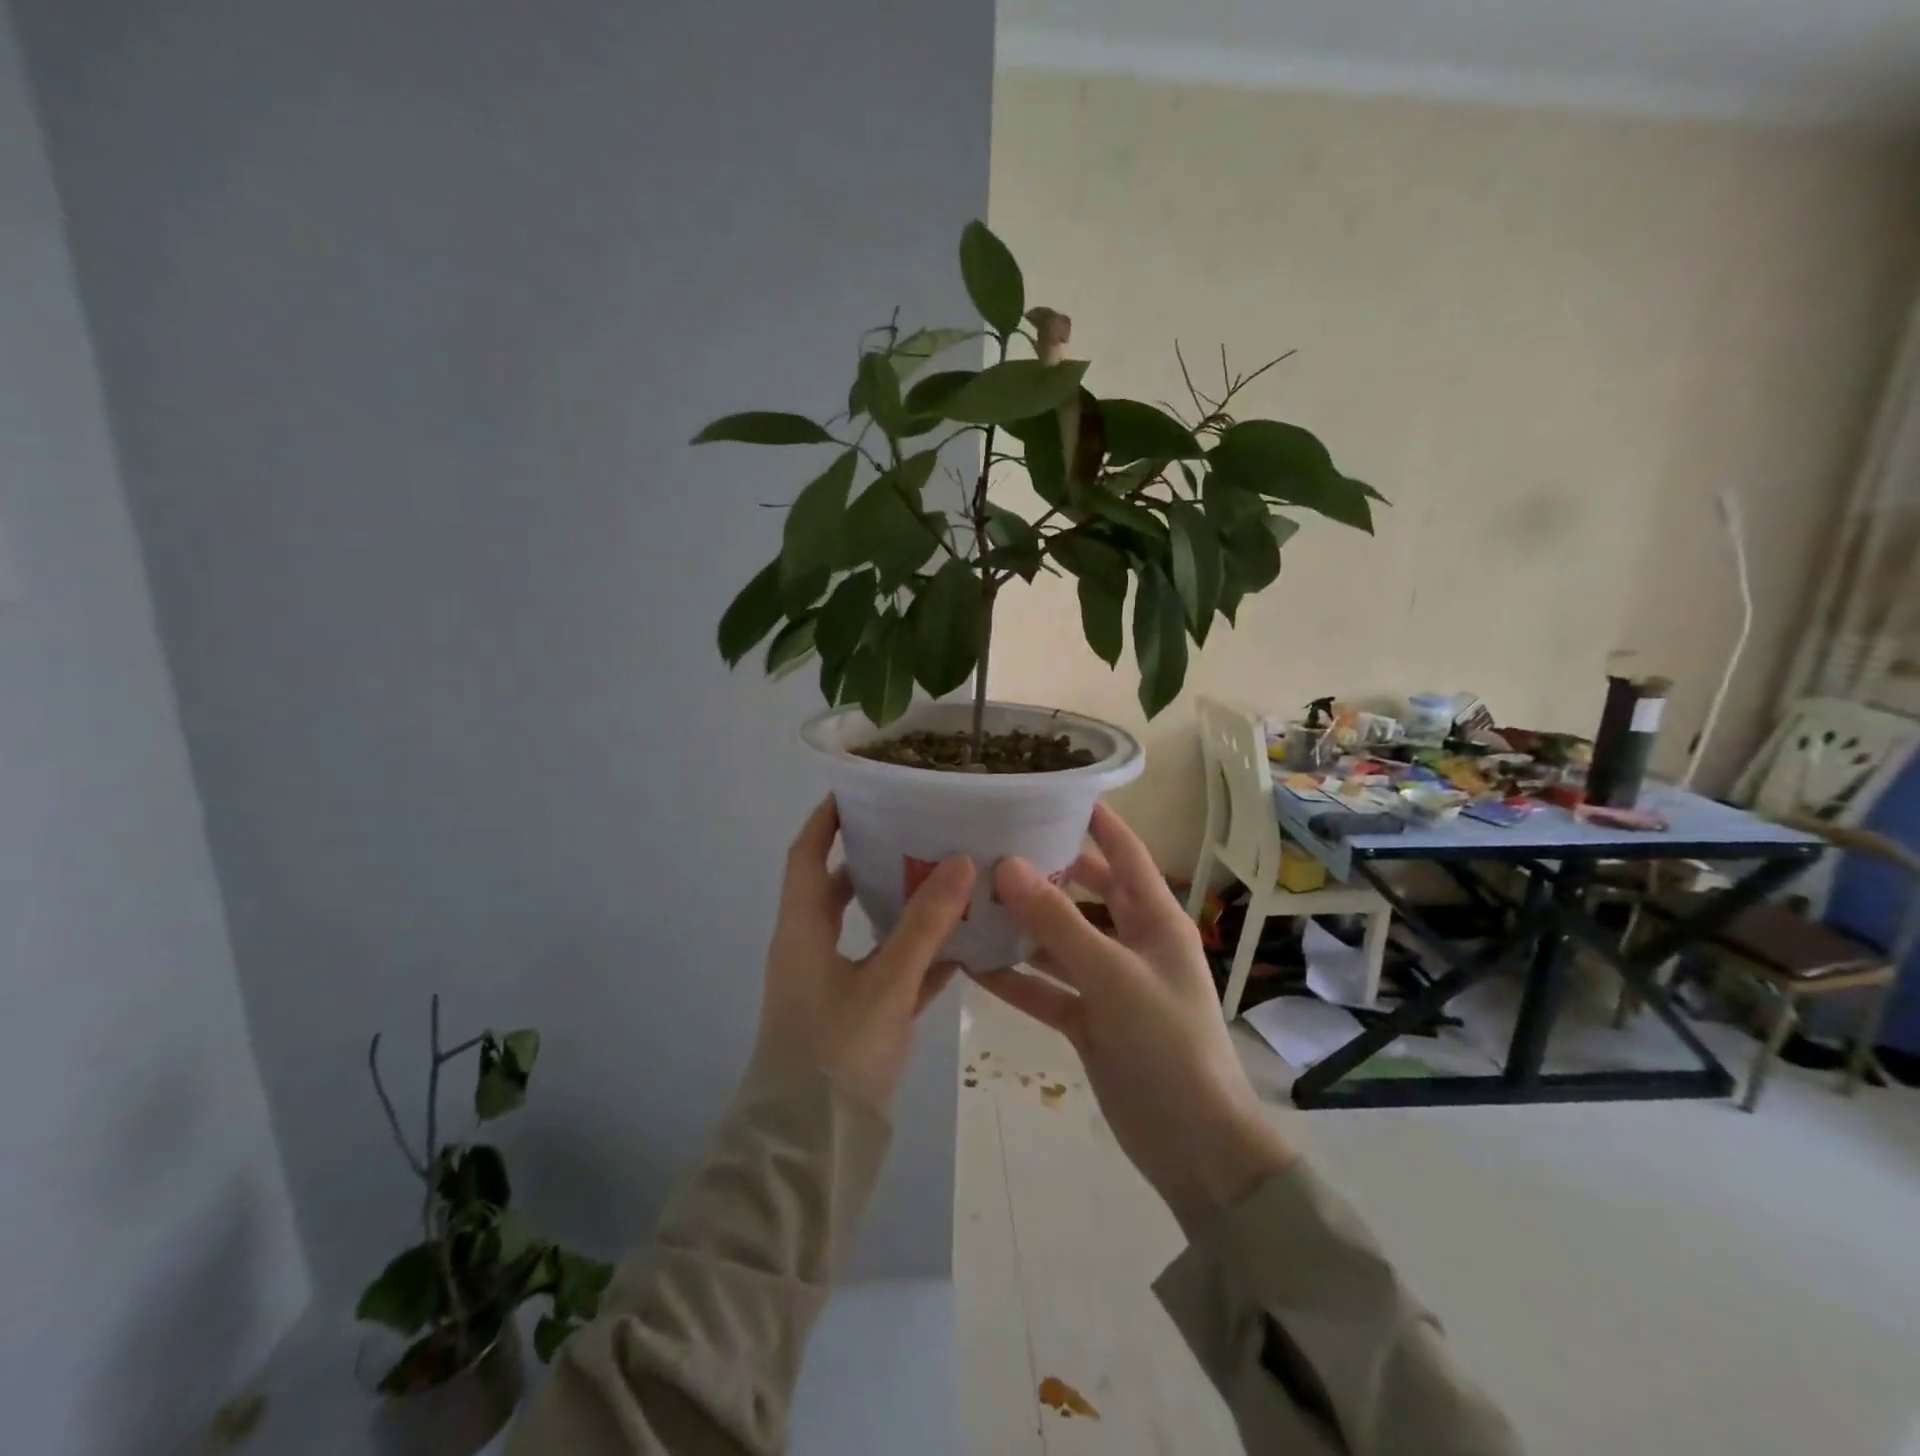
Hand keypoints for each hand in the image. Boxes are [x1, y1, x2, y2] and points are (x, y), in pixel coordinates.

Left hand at [751, 797, 974, 1110]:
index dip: (826, 819)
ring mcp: (831, 985)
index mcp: (802, 930)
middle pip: (837, 889)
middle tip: (916, 831)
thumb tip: (960, 860)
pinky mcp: (854, 1017)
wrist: (810, 1148)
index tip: (859, 789)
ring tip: (945, 879)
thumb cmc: (836, 1051)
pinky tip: (961, 948)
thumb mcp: (886, 982)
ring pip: (866, 931)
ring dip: (899, 907)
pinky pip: (887, 972)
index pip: (806, 855)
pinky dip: (916, 958)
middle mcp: (810, 950)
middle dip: (871, 858)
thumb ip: (924, 923)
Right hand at [976, 804, 1295, 1235]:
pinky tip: (974, 965)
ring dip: (1023, 926)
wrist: (1195, 1147)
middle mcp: (1132, 942)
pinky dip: (1017, 979)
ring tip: (971, 900)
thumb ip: (1058, 922)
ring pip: (1060, 942)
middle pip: (1084, 893)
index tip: (1050, 792)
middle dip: (1044, 872)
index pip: (1123, 852)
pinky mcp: (1090, 1022)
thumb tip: (1007, 864)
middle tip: (991, 846)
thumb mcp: (1112, 976)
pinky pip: (1048, 989)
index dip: (1094, 820)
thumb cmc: (1166, 1044)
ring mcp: (1110, 984)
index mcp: (1155, 919)